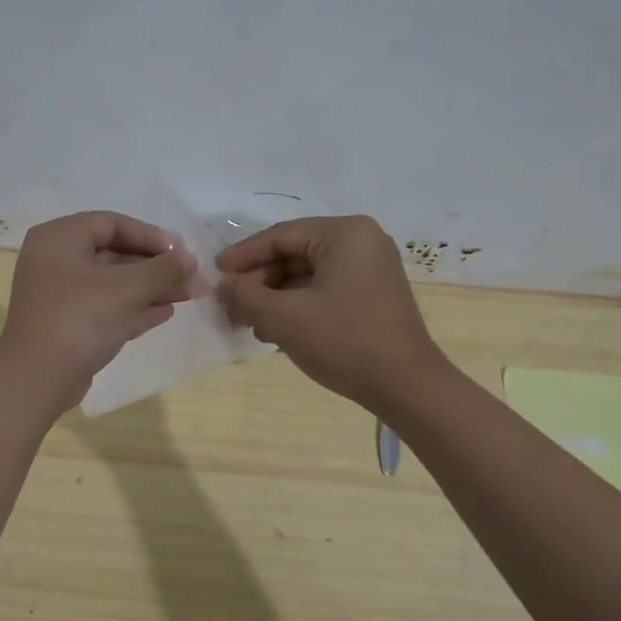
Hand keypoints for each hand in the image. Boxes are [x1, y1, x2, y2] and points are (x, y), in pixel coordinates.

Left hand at [0, 211, 197, 409]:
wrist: (38, 379)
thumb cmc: (80, 319)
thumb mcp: (126, 289)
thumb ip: (163, 270)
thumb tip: (192, 261)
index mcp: (59, 239)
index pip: (112, 224)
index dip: (151, 236)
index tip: (182, 252)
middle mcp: (55, 261)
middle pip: (114, 254)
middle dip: (156, 267)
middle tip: (191, 277)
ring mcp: (60, 295)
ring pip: (113, 283)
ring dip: (151, 288)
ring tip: (188, 295)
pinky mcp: (68, 324)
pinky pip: (106, 307)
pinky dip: (134, 308)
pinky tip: (165, 312)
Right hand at [216, 215, 445, 414]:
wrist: (406, 386)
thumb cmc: (344, 341)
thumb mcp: (284, 317)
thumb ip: (245, 295)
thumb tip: (222, 286)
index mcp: (345, 233)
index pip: (280, 236)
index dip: (242, 256)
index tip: (214, 273)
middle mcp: (362, 242)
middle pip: (294, 254)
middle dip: (258, 282)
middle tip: (229, 305)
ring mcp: (371, 270)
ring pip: (307, 276)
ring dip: (274, 298)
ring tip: (247, 323)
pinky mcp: (372, 296)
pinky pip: (324, 291)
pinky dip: (297, 307)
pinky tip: (275, 332)